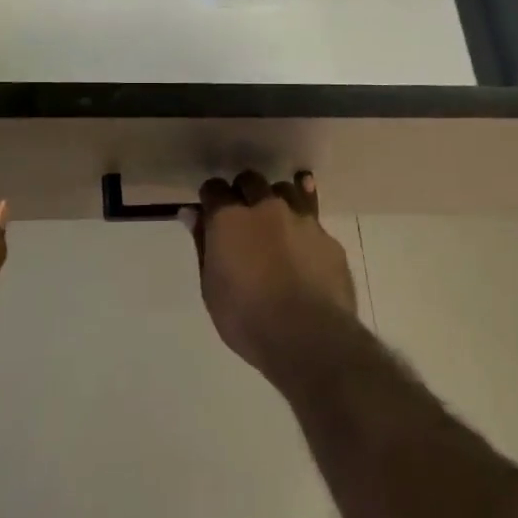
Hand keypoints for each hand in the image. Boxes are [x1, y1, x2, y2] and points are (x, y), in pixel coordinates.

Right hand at [188, 169, 356, 377]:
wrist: (309, 337)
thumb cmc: (247, 319)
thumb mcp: (211, 288)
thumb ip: (202, 245)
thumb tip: (191, 213)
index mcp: (229, 219)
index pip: (214, 188)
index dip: (211, 198)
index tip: (210, 213)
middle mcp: (265, 207)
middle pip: (250, 180)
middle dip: (243, 192)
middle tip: (242, 217)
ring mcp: (300, 218)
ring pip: (285, 189)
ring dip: (276, 200)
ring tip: (275, 222)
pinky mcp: (327, 235)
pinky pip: (313, 213)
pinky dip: (304, 218)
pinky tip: (303, 234)